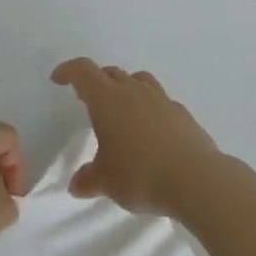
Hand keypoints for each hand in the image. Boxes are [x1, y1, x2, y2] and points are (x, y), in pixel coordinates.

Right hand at [51, 59, 220, 216]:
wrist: (196, 179)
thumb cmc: (141, 175)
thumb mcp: (107, 182)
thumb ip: (89, 179)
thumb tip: (76, 185)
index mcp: (107, 99)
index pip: (83, 71)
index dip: (68, 71)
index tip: (58, 79)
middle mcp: (133, 90)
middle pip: (111, 73)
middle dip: (96, 82)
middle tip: (89, 100)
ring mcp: (161, 98)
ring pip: (138, 80)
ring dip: (126, 88)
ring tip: (122, 110)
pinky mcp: (182, 113)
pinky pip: (160, 101)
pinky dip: (150, 107)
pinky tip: (152, 131)